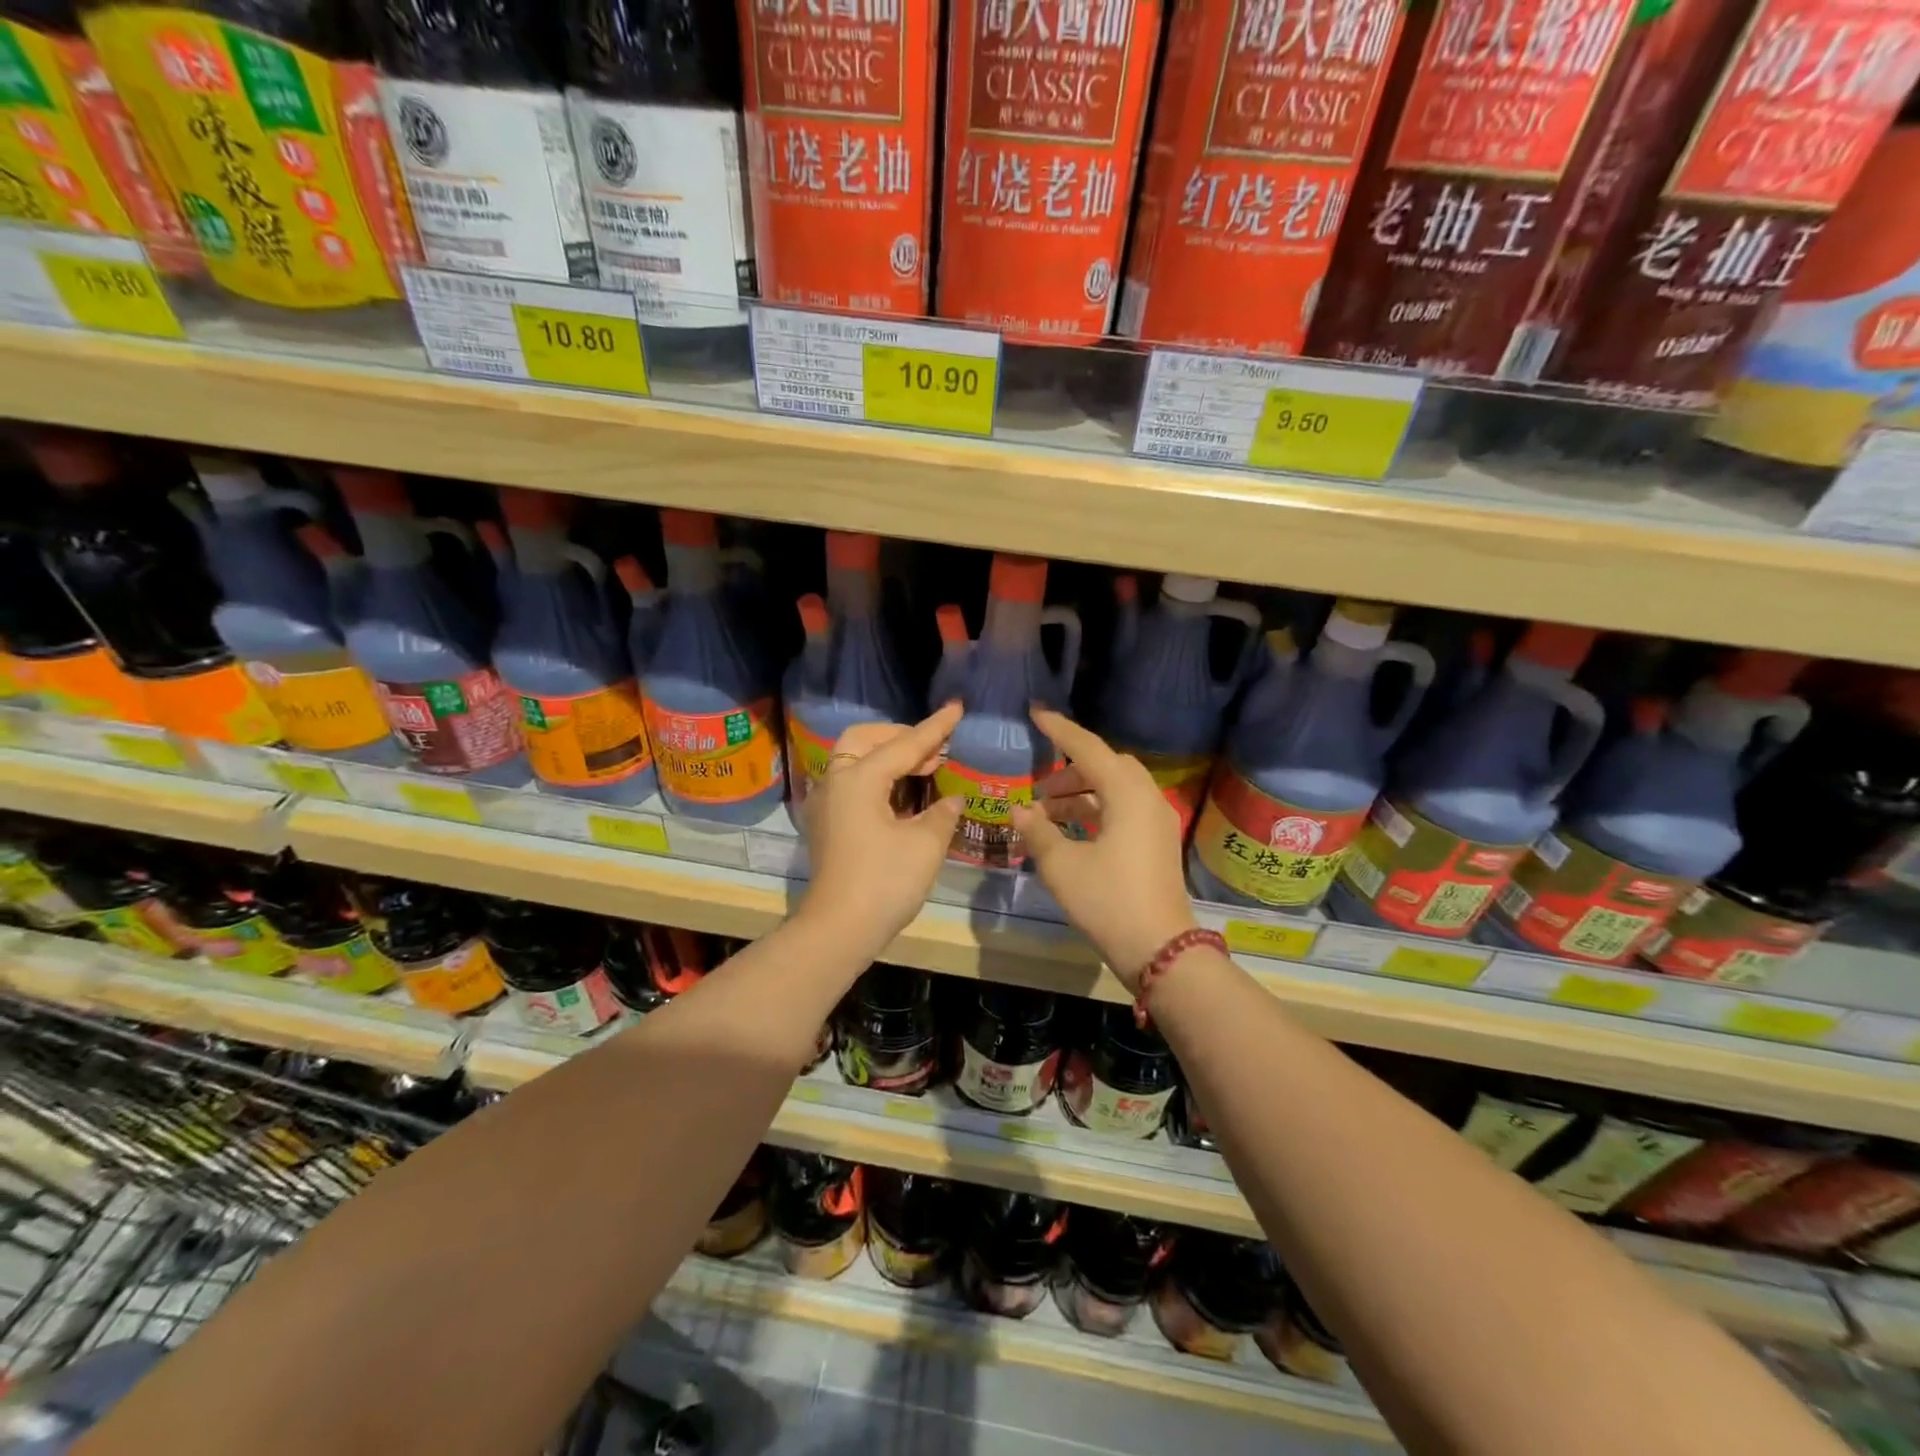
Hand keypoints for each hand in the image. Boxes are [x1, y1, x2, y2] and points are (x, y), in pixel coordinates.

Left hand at [796, 701, 964, 963]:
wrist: (838, 930)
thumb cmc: (884, 882)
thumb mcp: (925, 844)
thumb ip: (942, 813)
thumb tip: (951, 799)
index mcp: (858, 778)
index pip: (905, 744)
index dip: (936, 728)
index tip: (957, 707)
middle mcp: (836, 781)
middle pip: (865, 740)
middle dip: (901, 737)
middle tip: (935, 749)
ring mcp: (827, 803)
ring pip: (855, 761)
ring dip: (888, 757)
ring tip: (926, 768)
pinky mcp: (827, 824)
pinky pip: (852, 783)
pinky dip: (878, 778)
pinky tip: (904, 795)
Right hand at [1010, 708, 1196, 990]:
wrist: (1160, 949)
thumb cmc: (1108, 901)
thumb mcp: (1062, 866)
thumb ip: (1038, 832)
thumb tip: (1019, 810)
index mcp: (1127, 794)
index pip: (1088, 748)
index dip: (1060, 730)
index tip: (1036, 713)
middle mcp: (1147, 799)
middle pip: (1107, 766)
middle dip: (1071, 769)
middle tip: (1040, 786)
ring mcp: (1156, 822)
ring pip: (1116, 790)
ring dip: (1081, 793)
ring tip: (1046, 812)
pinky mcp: (1157, 843)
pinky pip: (1123, 811)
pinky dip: (1096, 811)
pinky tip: (1070, 831)